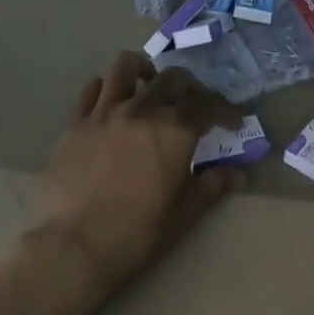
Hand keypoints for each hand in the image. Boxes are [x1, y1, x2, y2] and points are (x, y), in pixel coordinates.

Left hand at [33, 51, 242, 289]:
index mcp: (175, 131)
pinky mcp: (76, 122)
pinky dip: (107, 88)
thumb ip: (212, 186)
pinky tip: (112, 104)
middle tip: (194, 105)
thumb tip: (238, 174)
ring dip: (145, 71)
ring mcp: (105, 112)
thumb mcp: (184, 213)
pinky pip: (92, 89)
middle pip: (173, 78)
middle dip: (191, 87)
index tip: (232, 123)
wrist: (75, 247)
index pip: (209, 105)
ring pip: (126, 67)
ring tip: (150, 85)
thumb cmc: (137, 233)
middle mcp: (143, 110)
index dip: (226, 110)